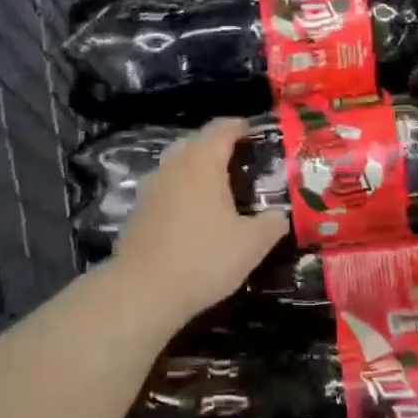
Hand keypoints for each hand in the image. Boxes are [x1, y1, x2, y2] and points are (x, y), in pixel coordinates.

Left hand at [113, 117, 289, 319]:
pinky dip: (178, 192)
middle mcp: (173, 167)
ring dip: (193, 168)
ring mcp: (150, 189)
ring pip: (174, 165)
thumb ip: (271, 224)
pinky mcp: (137, 213)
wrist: (143, 292)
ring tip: (214, 187)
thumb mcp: (251, 245)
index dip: (238, 126)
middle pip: (194, 142)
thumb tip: (280, 215)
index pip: (221, 129)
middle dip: (214, 145)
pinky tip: (190, 215)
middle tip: (236, 159)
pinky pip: (163, 190)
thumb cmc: (204, 258)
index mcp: (203, 163)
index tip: (252, 130)